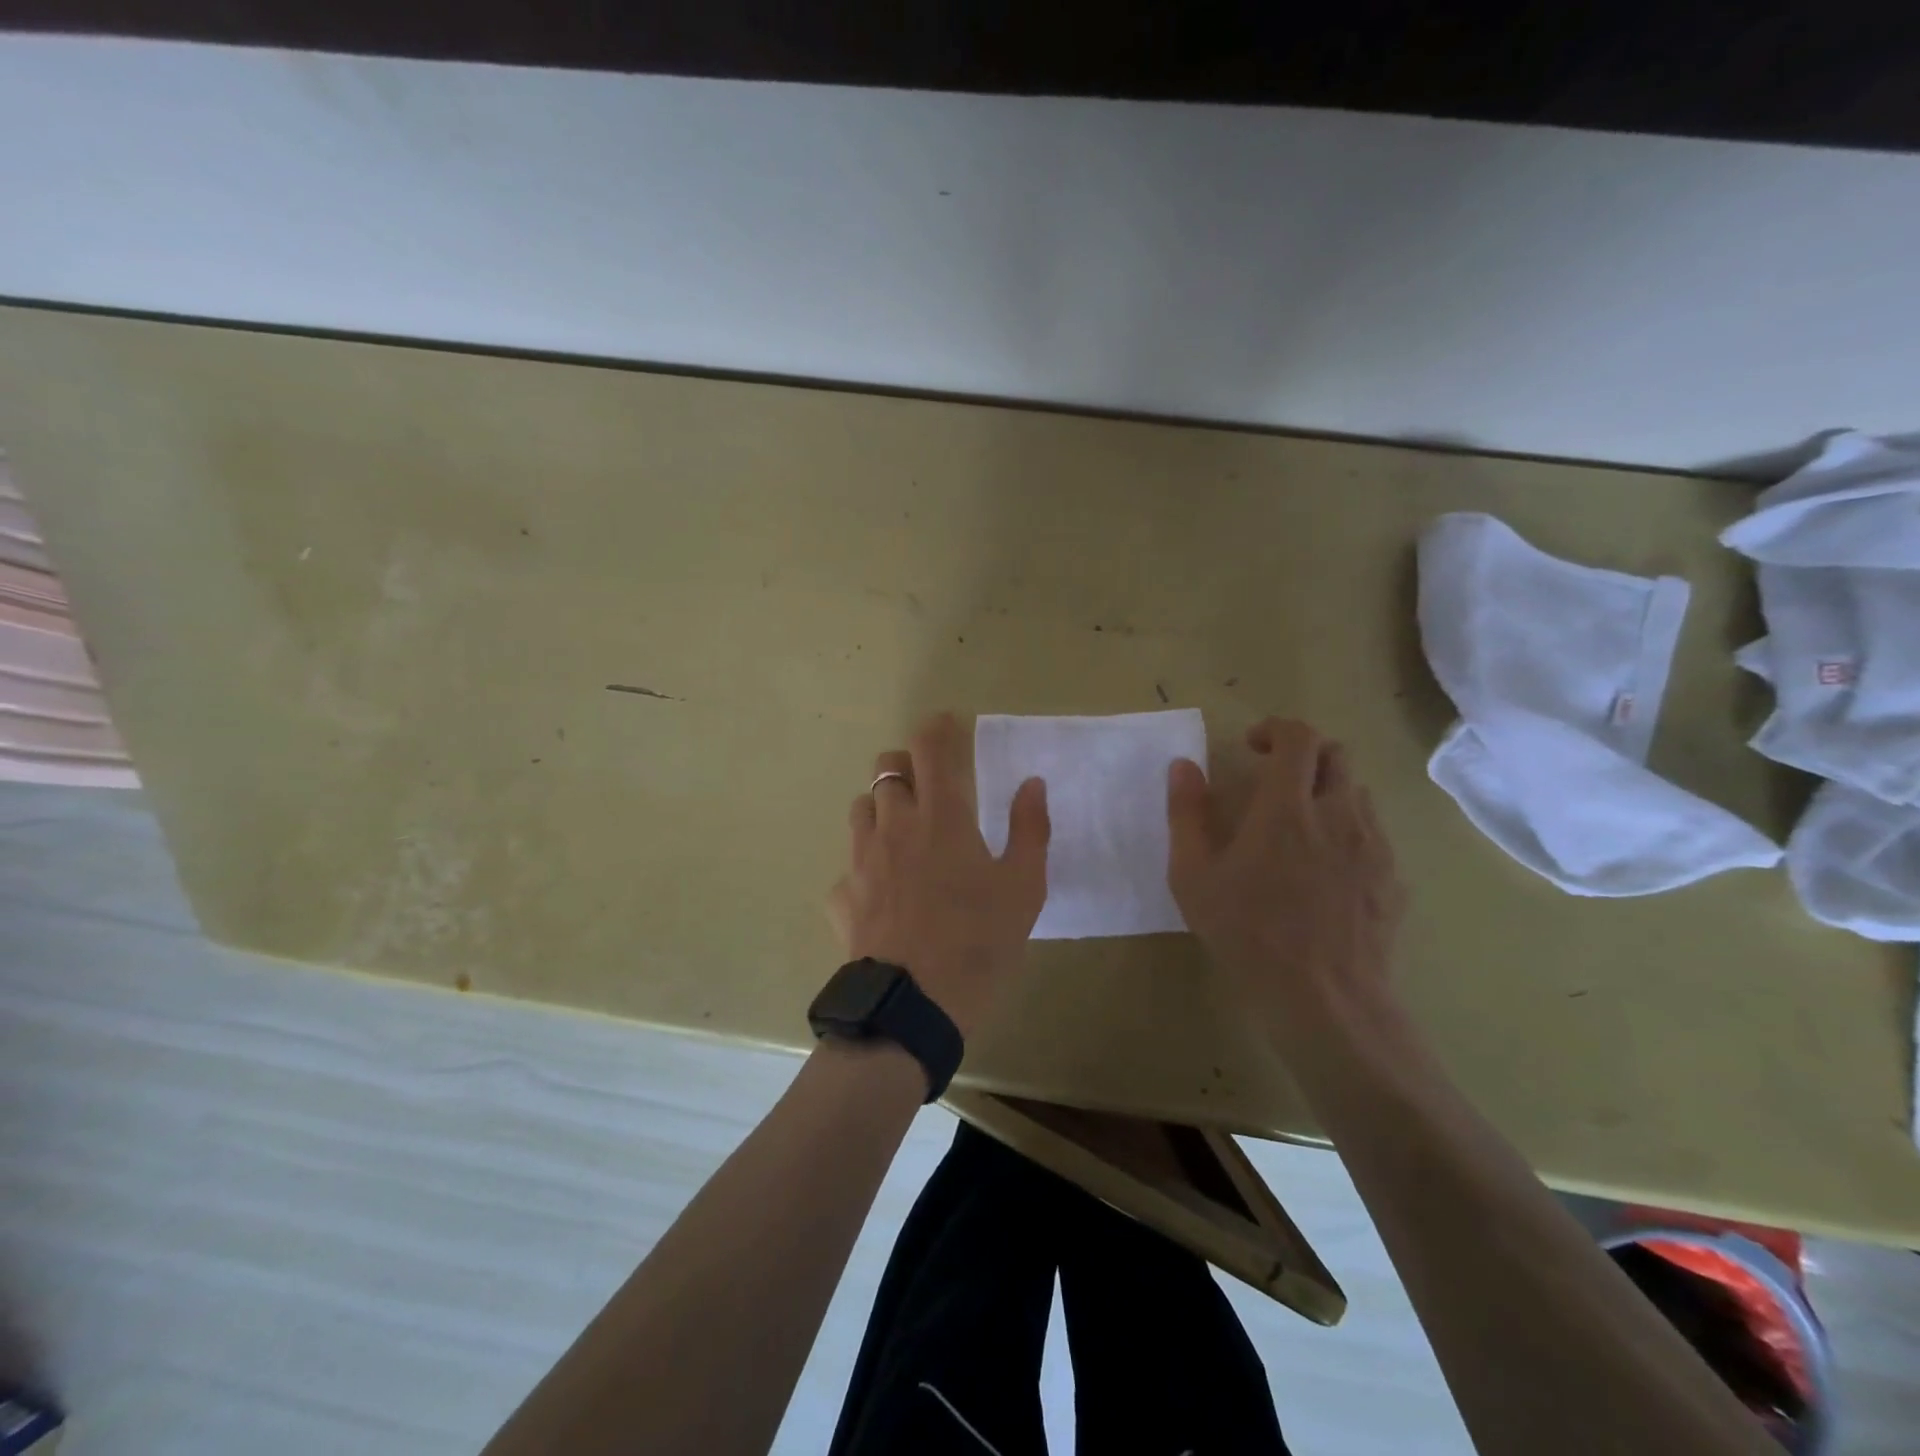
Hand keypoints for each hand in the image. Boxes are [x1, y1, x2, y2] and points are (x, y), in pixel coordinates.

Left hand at [827, 712, 1049, 1038]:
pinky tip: (880, 892)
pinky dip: (863, 867)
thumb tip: (1031, 783)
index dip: (937, 727)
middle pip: (885, 769)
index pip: (930, 748)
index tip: (947, 725)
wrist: (914, 1006)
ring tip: (902, 831)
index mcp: (941, 817)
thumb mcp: (1024, 888)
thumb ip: (1029, 828)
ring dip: (880, 807)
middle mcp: (894, 826)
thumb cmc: (979, 942)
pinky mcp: (842, 896)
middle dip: (905, 764)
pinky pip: (848, 867)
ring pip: (860, 808)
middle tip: (928, 784)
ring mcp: (861, 860)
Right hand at [1167, 718, 1405, 1043]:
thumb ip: (1187, 814)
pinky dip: (1347, 828)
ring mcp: (1373, 845)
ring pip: (1357, 792)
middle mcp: (1339, 814)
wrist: (1325, 999)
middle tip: (1273, 780)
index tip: (1252, 748)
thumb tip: (1182, 766)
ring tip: (1298, 824)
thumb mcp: (1194, 877)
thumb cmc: (1248, 934)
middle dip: (1303, 754)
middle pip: (1336, 754)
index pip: (1300, 737)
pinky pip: (1373, 832)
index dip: (1276, 729)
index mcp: (1288, 808)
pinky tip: (1324, 867)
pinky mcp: (1392, 877)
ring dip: (1326, 790)